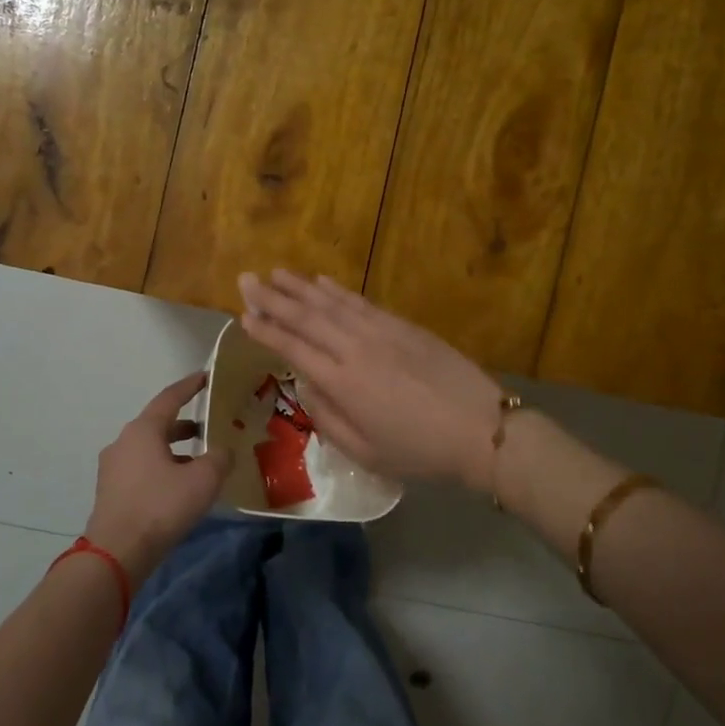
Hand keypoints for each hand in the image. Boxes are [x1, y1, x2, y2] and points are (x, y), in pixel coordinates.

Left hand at [84, 373, 231, 587]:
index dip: (190, 386)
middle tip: (208, 428)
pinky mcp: (110, 491)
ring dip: (174, 450)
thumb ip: (219, 458)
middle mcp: (123, 441)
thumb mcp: (203, 480)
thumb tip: (224, 451)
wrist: (117, 552)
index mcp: (143, 430)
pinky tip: (178, 487)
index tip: (205, 377)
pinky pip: (141, 469)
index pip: (169, 398)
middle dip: (184, 425)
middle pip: (158, 424)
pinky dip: (162, 468)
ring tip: (198, 462)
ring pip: (149, 448)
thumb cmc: (161, 506)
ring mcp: (113, 467)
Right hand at [238, 270, 503, 491]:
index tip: (243, 315)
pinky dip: (338, 290)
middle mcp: (355, 349)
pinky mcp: (403, 325)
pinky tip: (322, 281)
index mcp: (342, 383)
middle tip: (246, 279)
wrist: (481, 429)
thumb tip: (306, 386)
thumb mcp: (366, 453)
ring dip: (300, 287)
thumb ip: (328, 419)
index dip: (266, 330)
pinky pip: (362, 302)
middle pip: (306, 317)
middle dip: (272, 297)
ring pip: (331, 303)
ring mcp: (380, 332)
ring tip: (276, 272)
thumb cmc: (420, 451)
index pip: (293, 348)